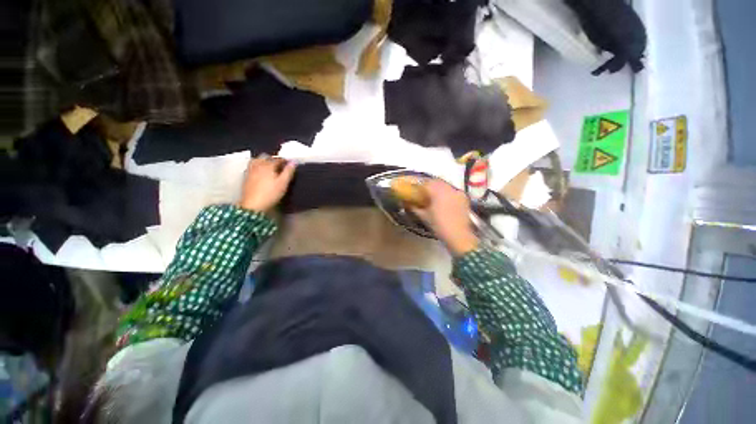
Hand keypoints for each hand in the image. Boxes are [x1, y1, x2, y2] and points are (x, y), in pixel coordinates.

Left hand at [238, 155, 295, 212]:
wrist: (253, 205)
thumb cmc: (271, 194)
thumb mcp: (283, 183)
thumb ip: (288, 172)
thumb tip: (294, 162)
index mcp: (268, 165)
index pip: (278, 159)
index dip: (285, 161)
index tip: (290, 164)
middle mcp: (258, 165)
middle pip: (266, 157)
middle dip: (273, 159)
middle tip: (280, 165)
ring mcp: (250, 170)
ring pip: (257, 160)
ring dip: (264, 161)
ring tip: (270, 167)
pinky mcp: (246, 177)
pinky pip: (252, 166)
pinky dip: (257, 166)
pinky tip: (261, 172)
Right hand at [411, 179, 478, 255]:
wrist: (458, 235)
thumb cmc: (439, 225)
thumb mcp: (424, 217)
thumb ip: (414, 208)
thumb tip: (407, 203)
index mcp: (437, 191)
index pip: (425, 183)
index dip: (418, 185)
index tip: (414, 189)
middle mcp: (448, 188)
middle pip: (436, 181)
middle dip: (428, 185)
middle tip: (423, 192)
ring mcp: (457, 192)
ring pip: (445, 185)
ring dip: (438, 188)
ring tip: (433, 196)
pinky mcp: (464, 197)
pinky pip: (453, 190)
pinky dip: (447, 192)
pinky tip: (444, 200)